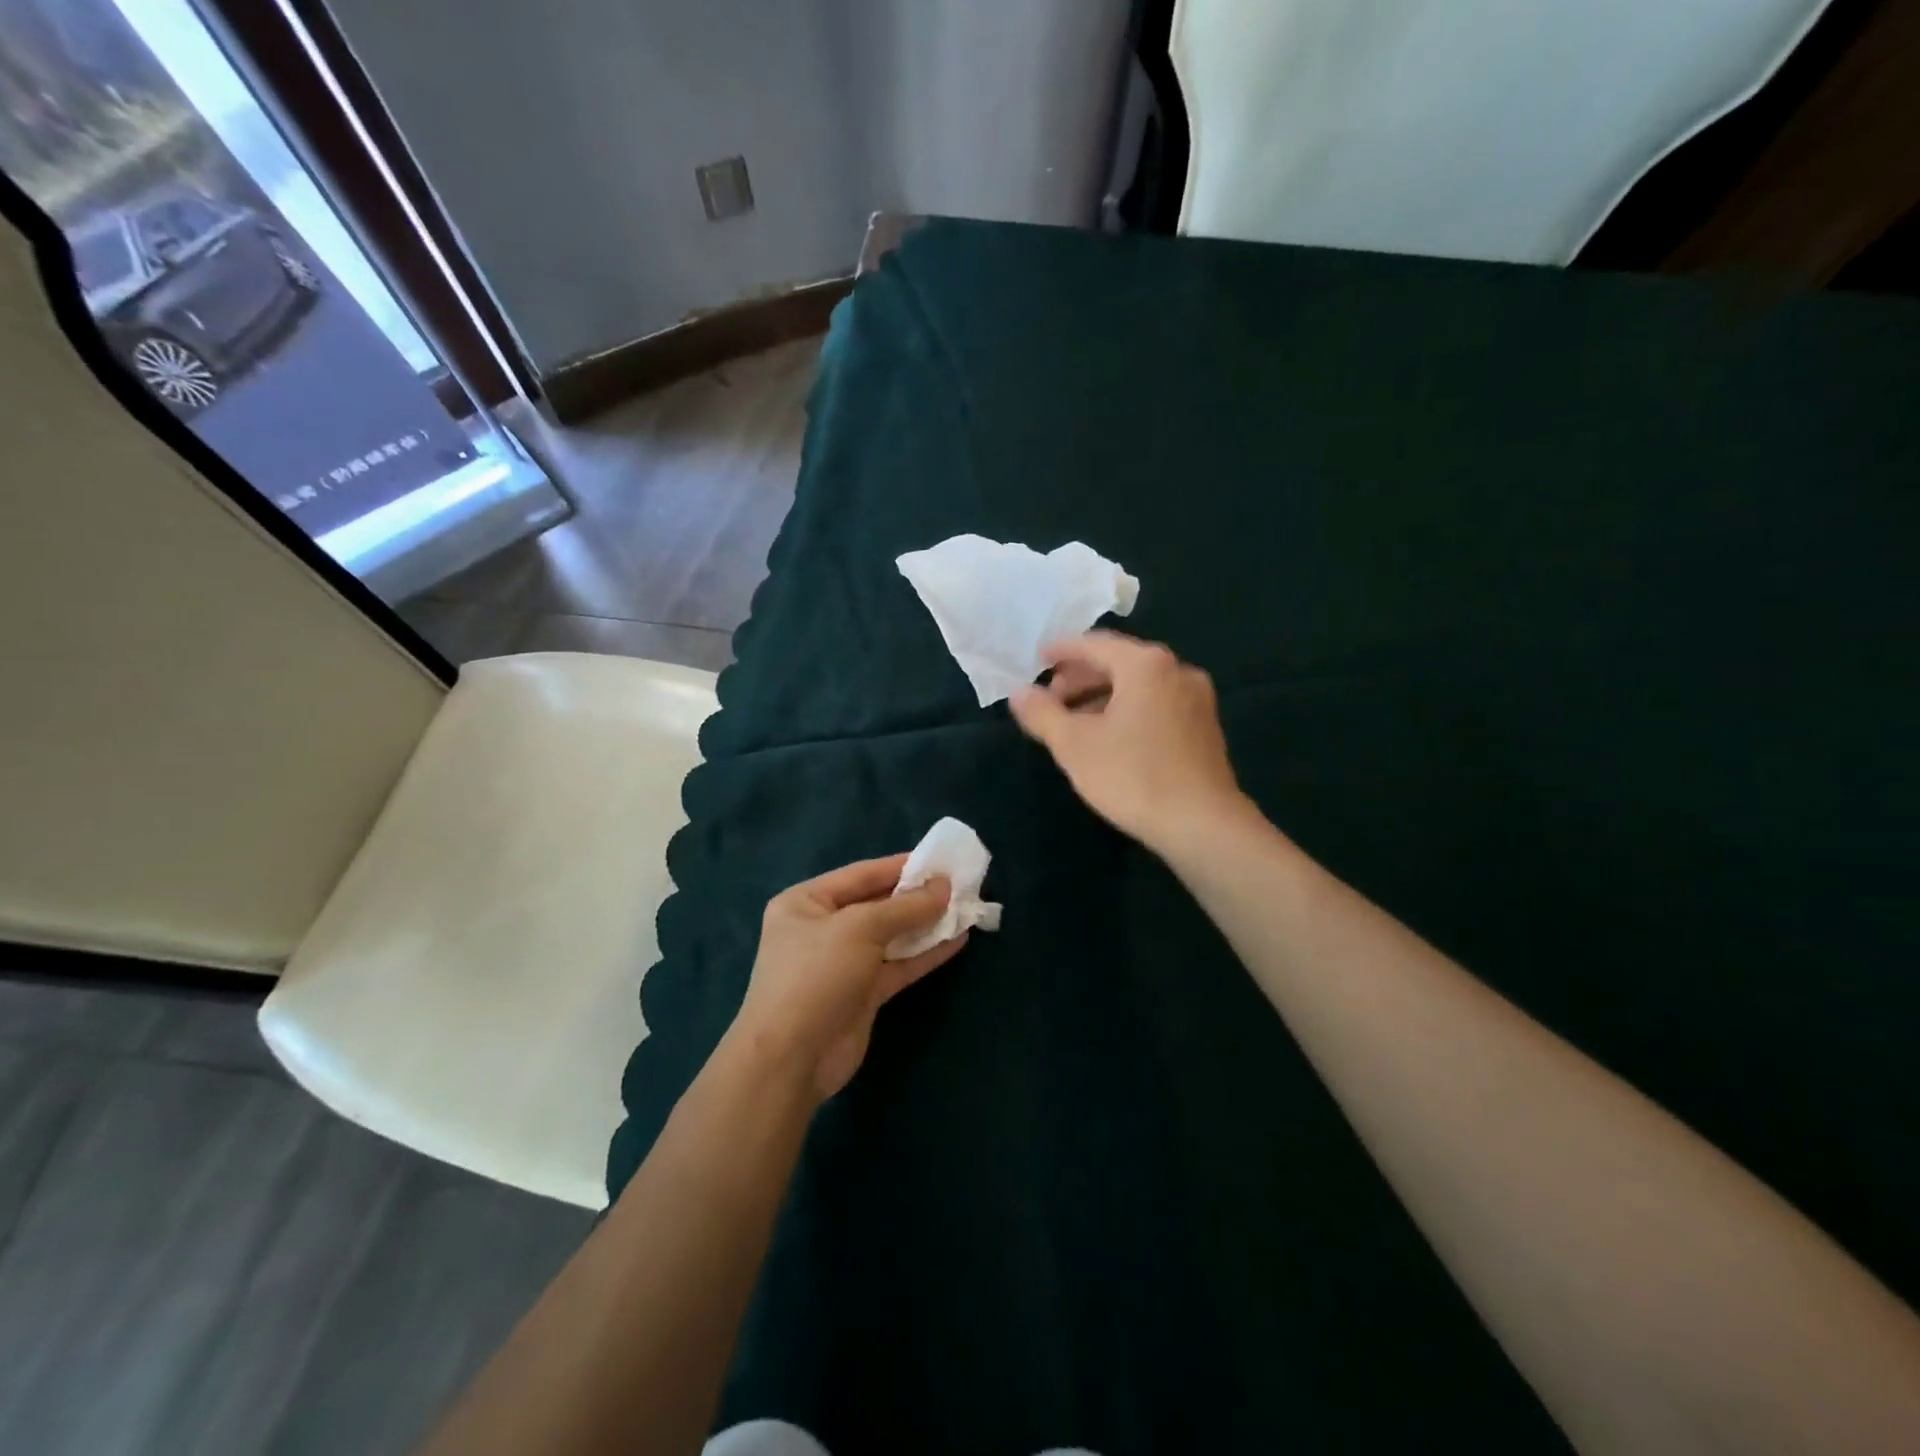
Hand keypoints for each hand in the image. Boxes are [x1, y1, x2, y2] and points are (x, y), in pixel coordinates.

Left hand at [731, 855, 966, 1101]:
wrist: (792, 1059)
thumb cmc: (817, 975)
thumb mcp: (861, 928)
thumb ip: (906, 907)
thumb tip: (944, 887)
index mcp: (806, 902)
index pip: (862, 874)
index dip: (901, 866)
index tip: (940, 860)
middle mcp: (822, 928)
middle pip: (877, 904)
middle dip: (916, 896)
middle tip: (959, 885)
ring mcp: (842, 963)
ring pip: (891, 936)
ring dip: (925, 925)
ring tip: (965, 909)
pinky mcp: (861, 994)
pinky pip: (897, 965)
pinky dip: (925, 954)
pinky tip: (957, 941)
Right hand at [1011, 631, 1249, 853]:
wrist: (1202, 824)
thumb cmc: (1132, 776)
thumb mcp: (1074, 745)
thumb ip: (1042, 713)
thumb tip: (1018, 693)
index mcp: (1145, 665)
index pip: (1094, 644)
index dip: (1062, 651)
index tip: (1038, 659)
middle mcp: (1176, 670)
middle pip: (1119, 662)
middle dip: (1081, 677)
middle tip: (1052, 698)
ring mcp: (1196, 698)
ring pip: (1139, 685)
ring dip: (1104, 696)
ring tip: (1075, 721)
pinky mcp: (1205, 726)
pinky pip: (1157, 703)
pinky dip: (1129, 709)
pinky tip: (1111, 736)